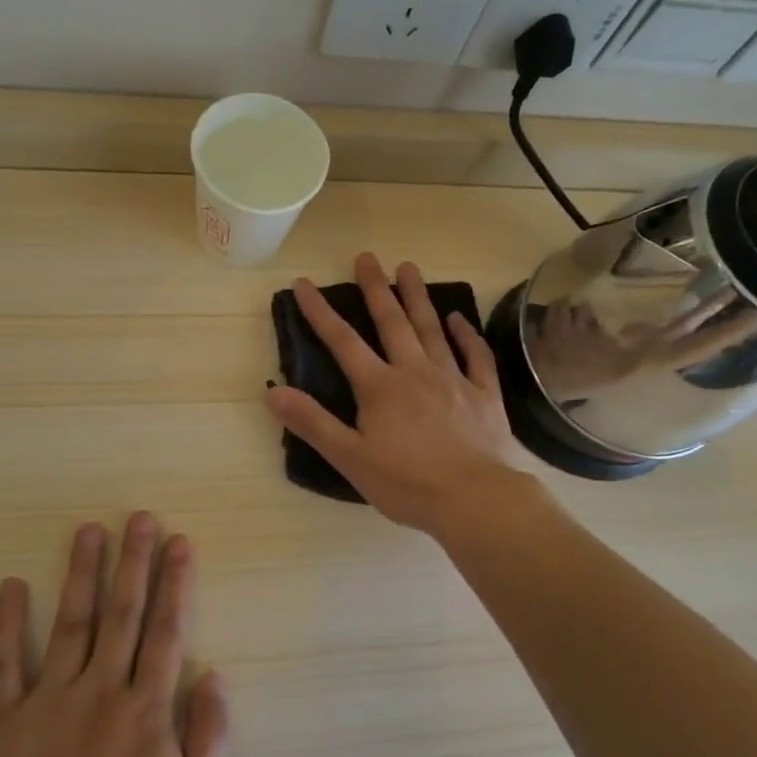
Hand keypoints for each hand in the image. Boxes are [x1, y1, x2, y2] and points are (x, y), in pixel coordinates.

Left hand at [0, 512, 231, 756]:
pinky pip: (4, 664)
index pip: (166, 630)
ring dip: (81, 574)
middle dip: (134, 561)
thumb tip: (215, 677)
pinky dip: (6, 624)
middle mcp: (102, 689)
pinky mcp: (6, 721)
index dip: (175, 583)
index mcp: (147, 708)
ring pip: (71, 623)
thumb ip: (209, 738)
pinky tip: (9, 586)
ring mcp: (51, 700)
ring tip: (88, 531)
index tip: (179, 542)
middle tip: (139, 518)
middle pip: (122, 613)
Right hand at [265, 253, 530, 536]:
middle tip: (367, 257)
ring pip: (432, 329)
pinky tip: (458, 318)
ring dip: (417, 297)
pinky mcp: (484, 394)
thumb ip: (312, 423)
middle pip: (392, 322)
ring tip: (408, 267)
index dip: (320, 312)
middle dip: (376, 288)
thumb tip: (272, 391)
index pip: (343, 342)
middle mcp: (415, 372)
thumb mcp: (350, 458)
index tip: (304, 284)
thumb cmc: (407, 483)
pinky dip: (466, 334)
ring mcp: (453, 379)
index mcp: (380, 387)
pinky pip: (475, 356)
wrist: (476, 500)